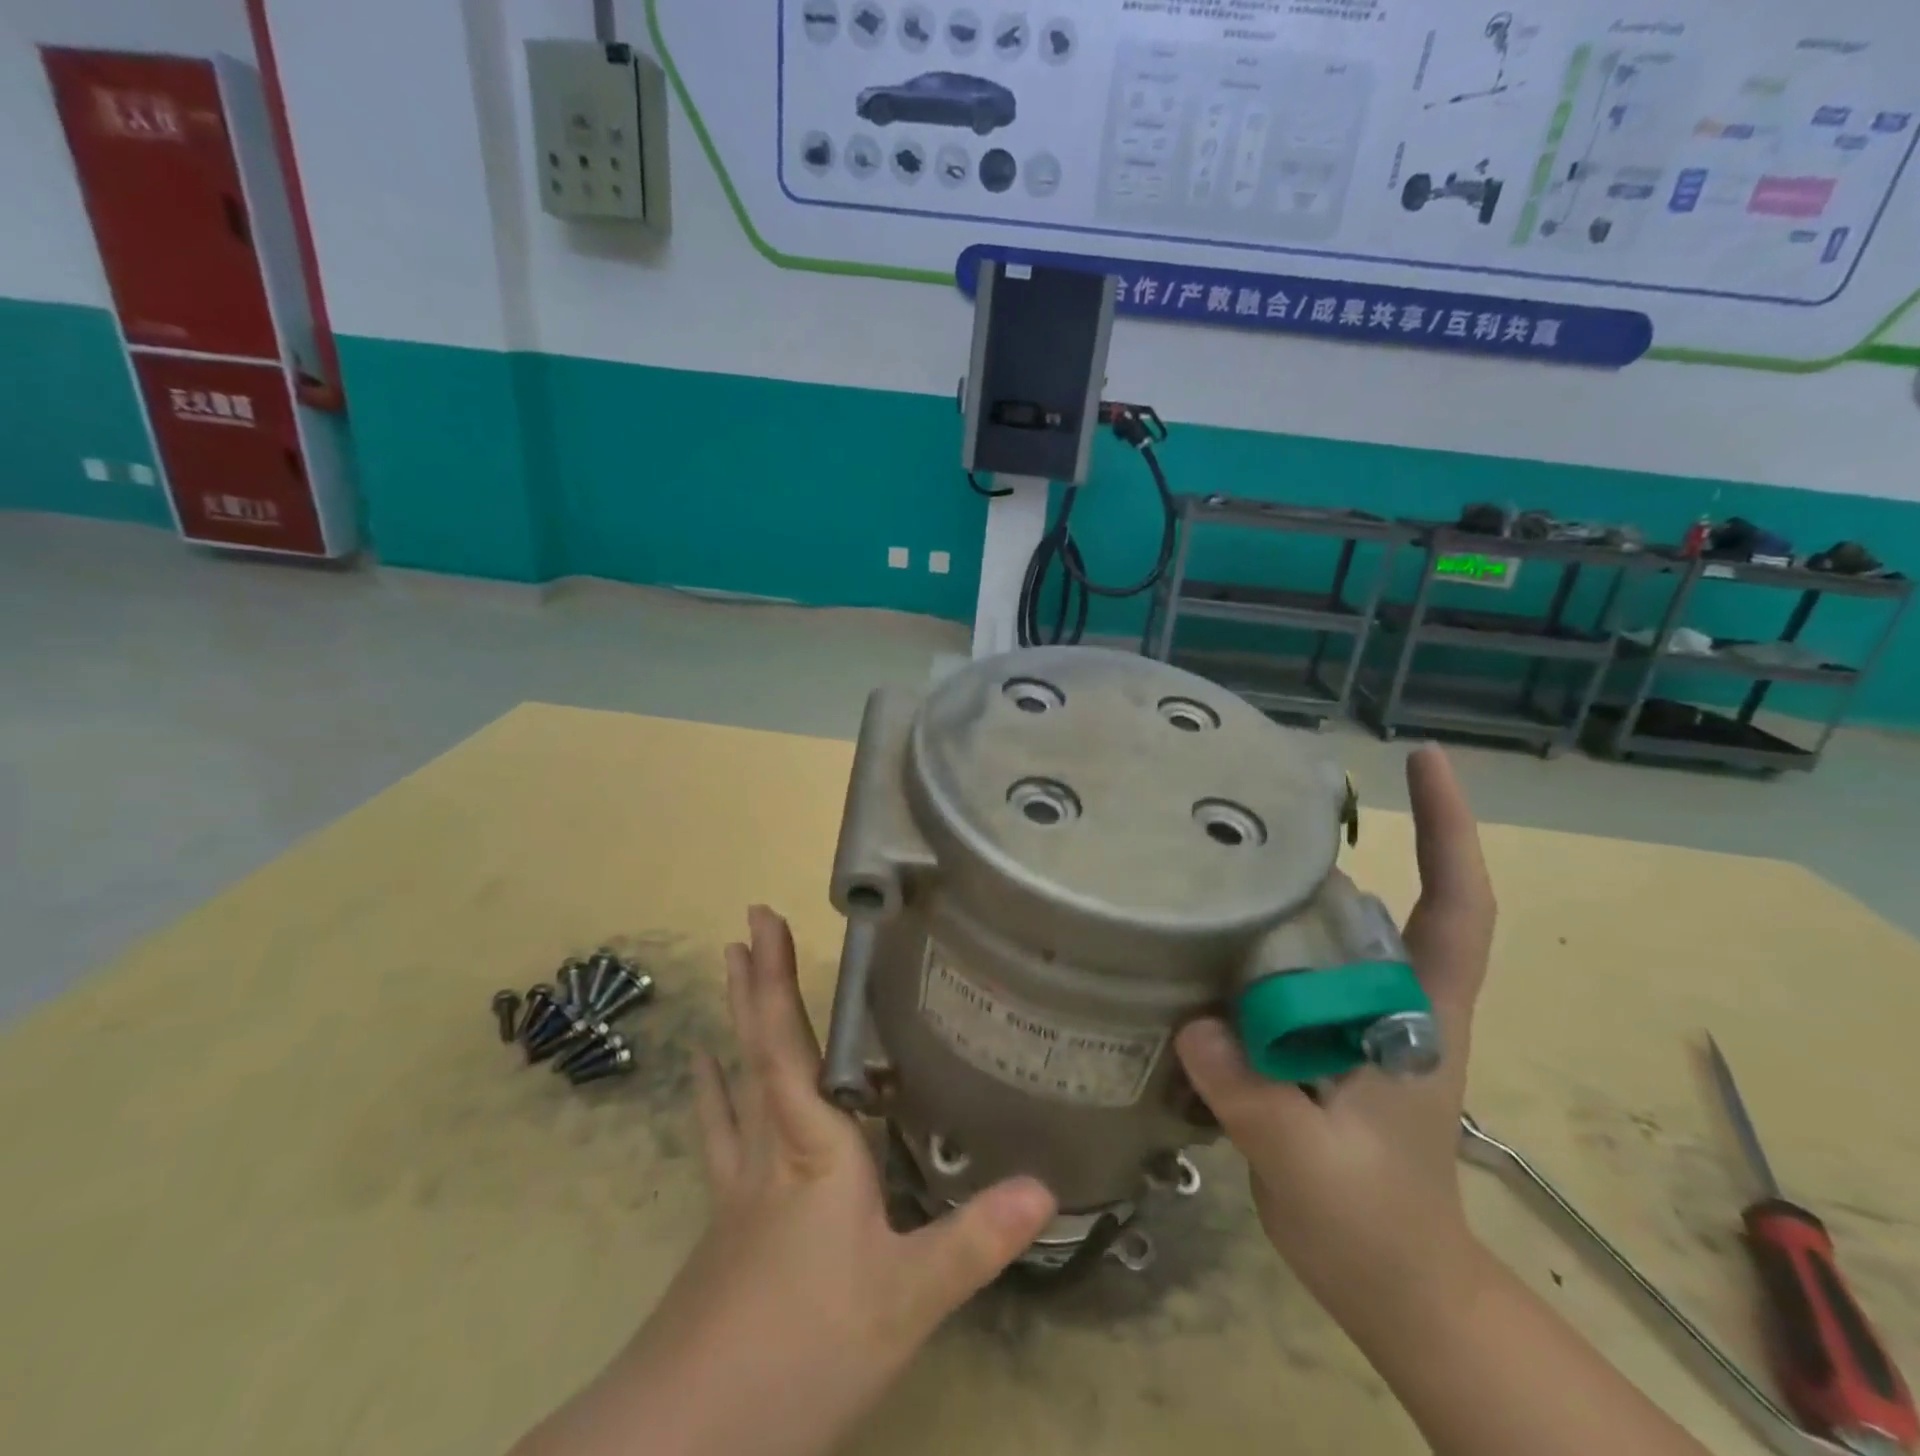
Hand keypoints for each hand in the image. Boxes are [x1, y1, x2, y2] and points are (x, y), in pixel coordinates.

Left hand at [515, 907, 1056, 1455]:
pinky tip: (702, 1072)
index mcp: (812, 1147)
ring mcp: (739, 1183)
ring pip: (734, 1080)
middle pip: (758, 1047)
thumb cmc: (802, 1348)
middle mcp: (770, 1148)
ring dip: (733, 1020)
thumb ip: (973, 1240)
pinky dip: (712, 1091)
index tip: (763, 921)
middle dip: (754, 981)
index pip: (789, 1046)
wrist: (688, 1438)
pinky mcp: (725, 1218)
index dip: (774, 981)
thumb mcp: (905, 1301)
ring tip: (724, 970)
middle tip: (746, 923)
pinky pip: (720, 1131)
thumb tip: (1046, 1186)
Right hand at [1173, 746, 1496, 1341]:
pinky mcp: (1311, 1040)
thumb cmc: (1377, 1228)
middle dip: (1330, 845)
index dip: (1449, 829)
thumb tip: (1195, 1024)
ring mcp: (1348, 1019)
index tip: (1426, 759)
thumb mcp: (1316, 1167)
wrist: (1391, 1286)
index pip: (1455, 907)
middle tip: (1260, 799)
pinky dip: (1246, 944)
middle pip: (1372, 901)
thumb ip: (1258, 1099)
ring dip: (1280, 891)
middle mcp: (1388, 1000)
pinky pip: (1277, 974)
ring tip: (1214, 851)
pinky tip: (1197, 932)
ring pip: (1318, 933)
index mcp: (1418, 1014)